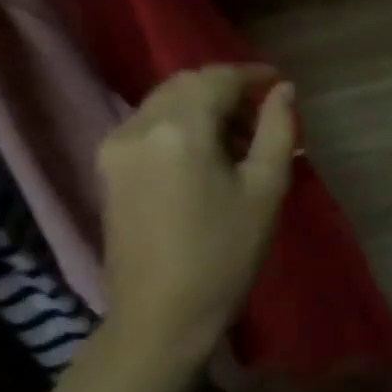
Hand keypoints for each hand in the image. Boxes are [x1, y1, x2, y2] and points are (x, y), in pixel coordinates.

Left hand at [98, 65, 295, 368]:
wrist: (160, 316)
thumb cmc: (224, 254)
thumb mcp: (265, 189)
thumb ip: (278, 130)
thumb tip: (283, 90)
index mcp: (179, 129)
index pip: (218, 79)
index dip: (252, 75)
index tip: (281, 83)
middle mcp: (139, 126)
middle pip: (186, 84)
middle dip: (227, 90)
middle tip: (264, 116)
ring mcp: (115, 148)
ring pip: (165, 102)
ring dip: (204, 107)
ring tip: (240, 140)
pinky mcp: (108, 169)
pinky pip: (149, 126)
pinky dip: (181, 124)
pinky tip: (206, 155)